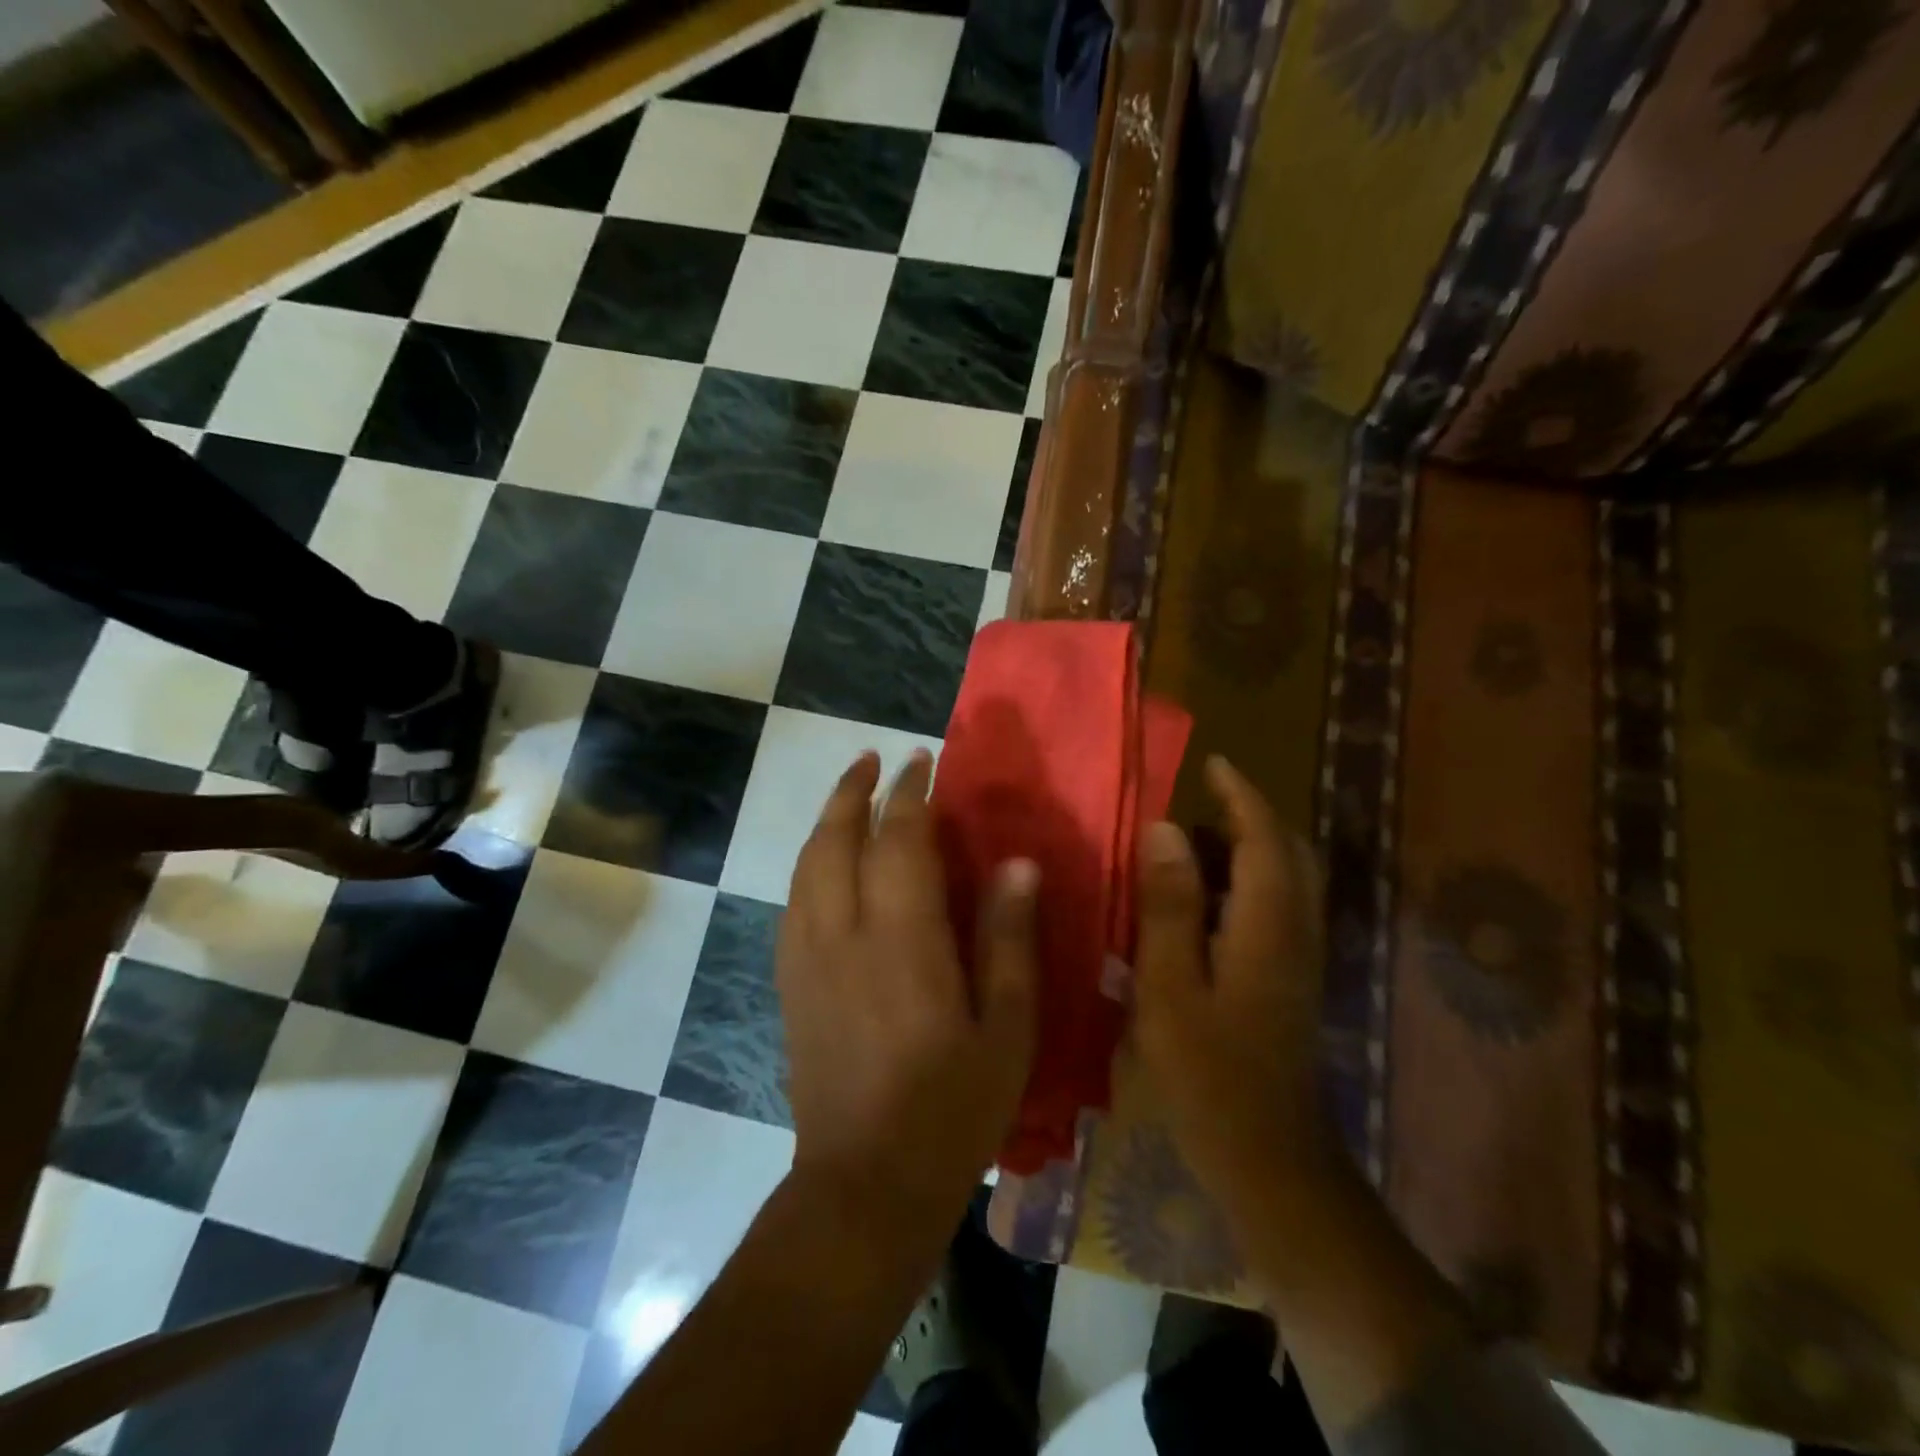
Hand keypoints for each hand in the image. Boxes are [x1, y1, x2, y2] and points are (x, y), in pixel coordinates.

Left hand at [778, 748, 1038, 1244]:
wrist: (864, 1185)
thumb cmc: (951, 1110)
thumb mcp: (1006, 1030)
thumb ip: (1009, 941)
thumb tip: (1017, 864)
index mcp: (903, 941)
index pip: (899, 841)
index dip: (910, 795)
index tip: (922, 762)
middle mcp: (843, 935)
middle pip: (836, 840)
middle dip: (853, 791)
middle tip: (873, 759)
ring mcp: (806, 960)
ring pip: (806, 866)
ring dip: (826, 821)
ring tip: (848, 794)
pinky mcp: (789, 985)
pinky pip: (792, 903)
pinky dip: (808, 865)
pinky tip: (823, 864)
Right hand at [1132, 755, 1332, 1214]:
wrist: (1271, 1160)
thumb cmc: (1210, 1074)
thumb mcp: (1171, 986)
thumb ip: (1169, 905)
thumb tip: (1166, 829)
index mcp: (1269, 925)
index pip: (1264, 838)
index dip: (1241, 795)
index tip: (1212, 763)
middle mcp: (1296, 931)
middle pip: (1287, 853)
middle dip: (1248, 818)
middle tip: (1197, 804)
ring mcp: (1299, 959)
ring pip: (1284, 881)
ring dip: (1244, 850)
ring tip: (1186, 846)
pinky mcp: (1290, 981)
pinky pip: (1274, 909)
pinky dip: (1244, 885)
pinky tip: (1199, 904)